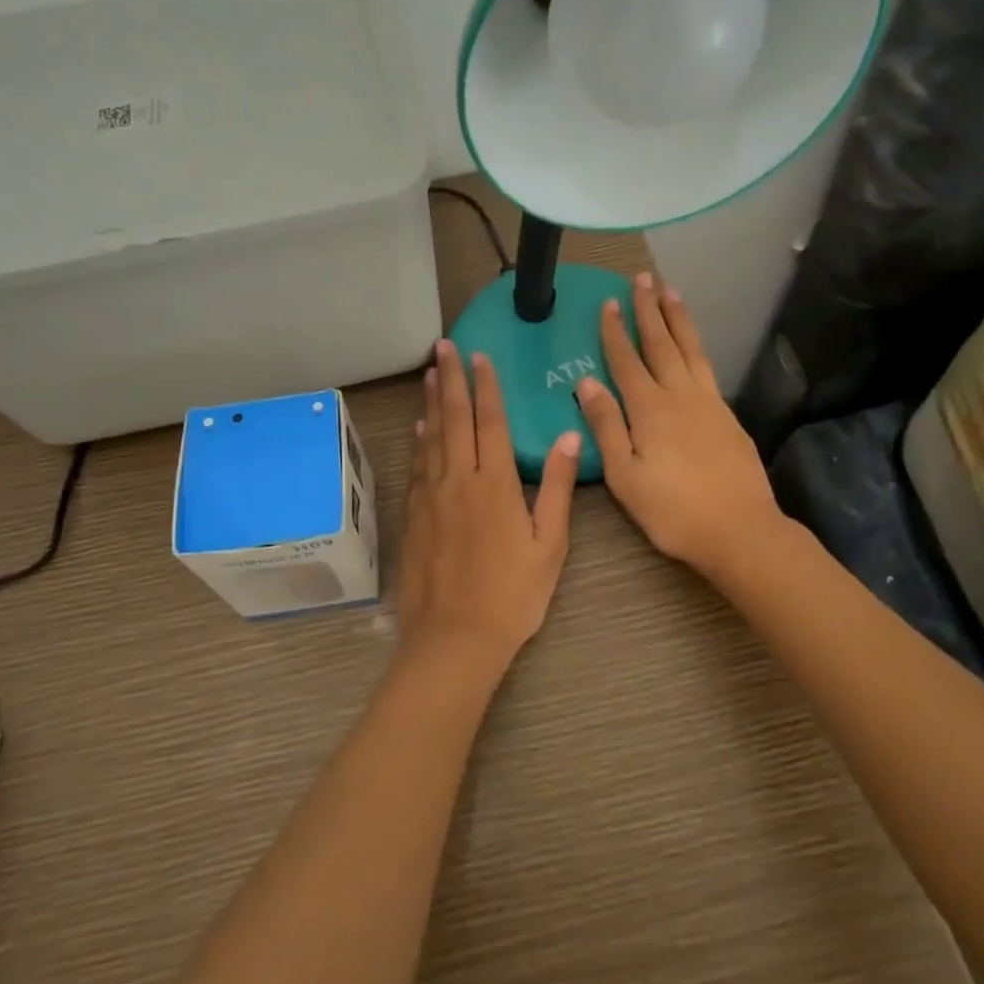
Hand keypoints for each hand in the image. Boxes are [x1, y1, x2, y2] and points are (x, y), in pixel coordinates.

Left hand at [395, 338, 580, 673]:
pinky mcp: (413, 515)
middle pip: (453, 418)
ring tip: (429, 373)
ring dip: (430, 402)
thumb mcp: (549, 544)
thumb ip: (557, 488)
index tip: (480, 356)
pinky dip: (418, 441)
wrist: (453, 637)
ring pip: (430, 437)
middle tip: (444, 346)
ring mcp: (430, 496)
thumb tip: (569, 437)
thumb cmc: (512, 595)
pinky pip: (416, 466)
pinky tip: (418, 428)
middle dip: (450, 379)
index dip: (485, 386)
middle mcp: (458, 479)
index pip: (490, 421)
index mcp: (495, 483)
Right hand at [574, 273, 785, 584]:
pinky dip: (696, 345)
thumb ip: (606, 426)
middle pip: (661, 343)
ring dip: (678, 319)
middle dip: (649, 309)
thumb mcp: (625, 476)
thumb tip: (586, 382)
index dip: (615, 330)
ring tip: (671, 291)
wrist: (741, 530)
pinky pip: (706, 367)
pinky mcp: (727, 415)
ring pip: (689, 349)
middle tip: (643, 278)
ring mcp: (708, 402)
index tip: (608, 302)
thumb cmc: (673, 510)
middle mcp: (679, 395)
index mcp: (649, 409)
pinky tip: (693, 345)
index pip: (626, 360)